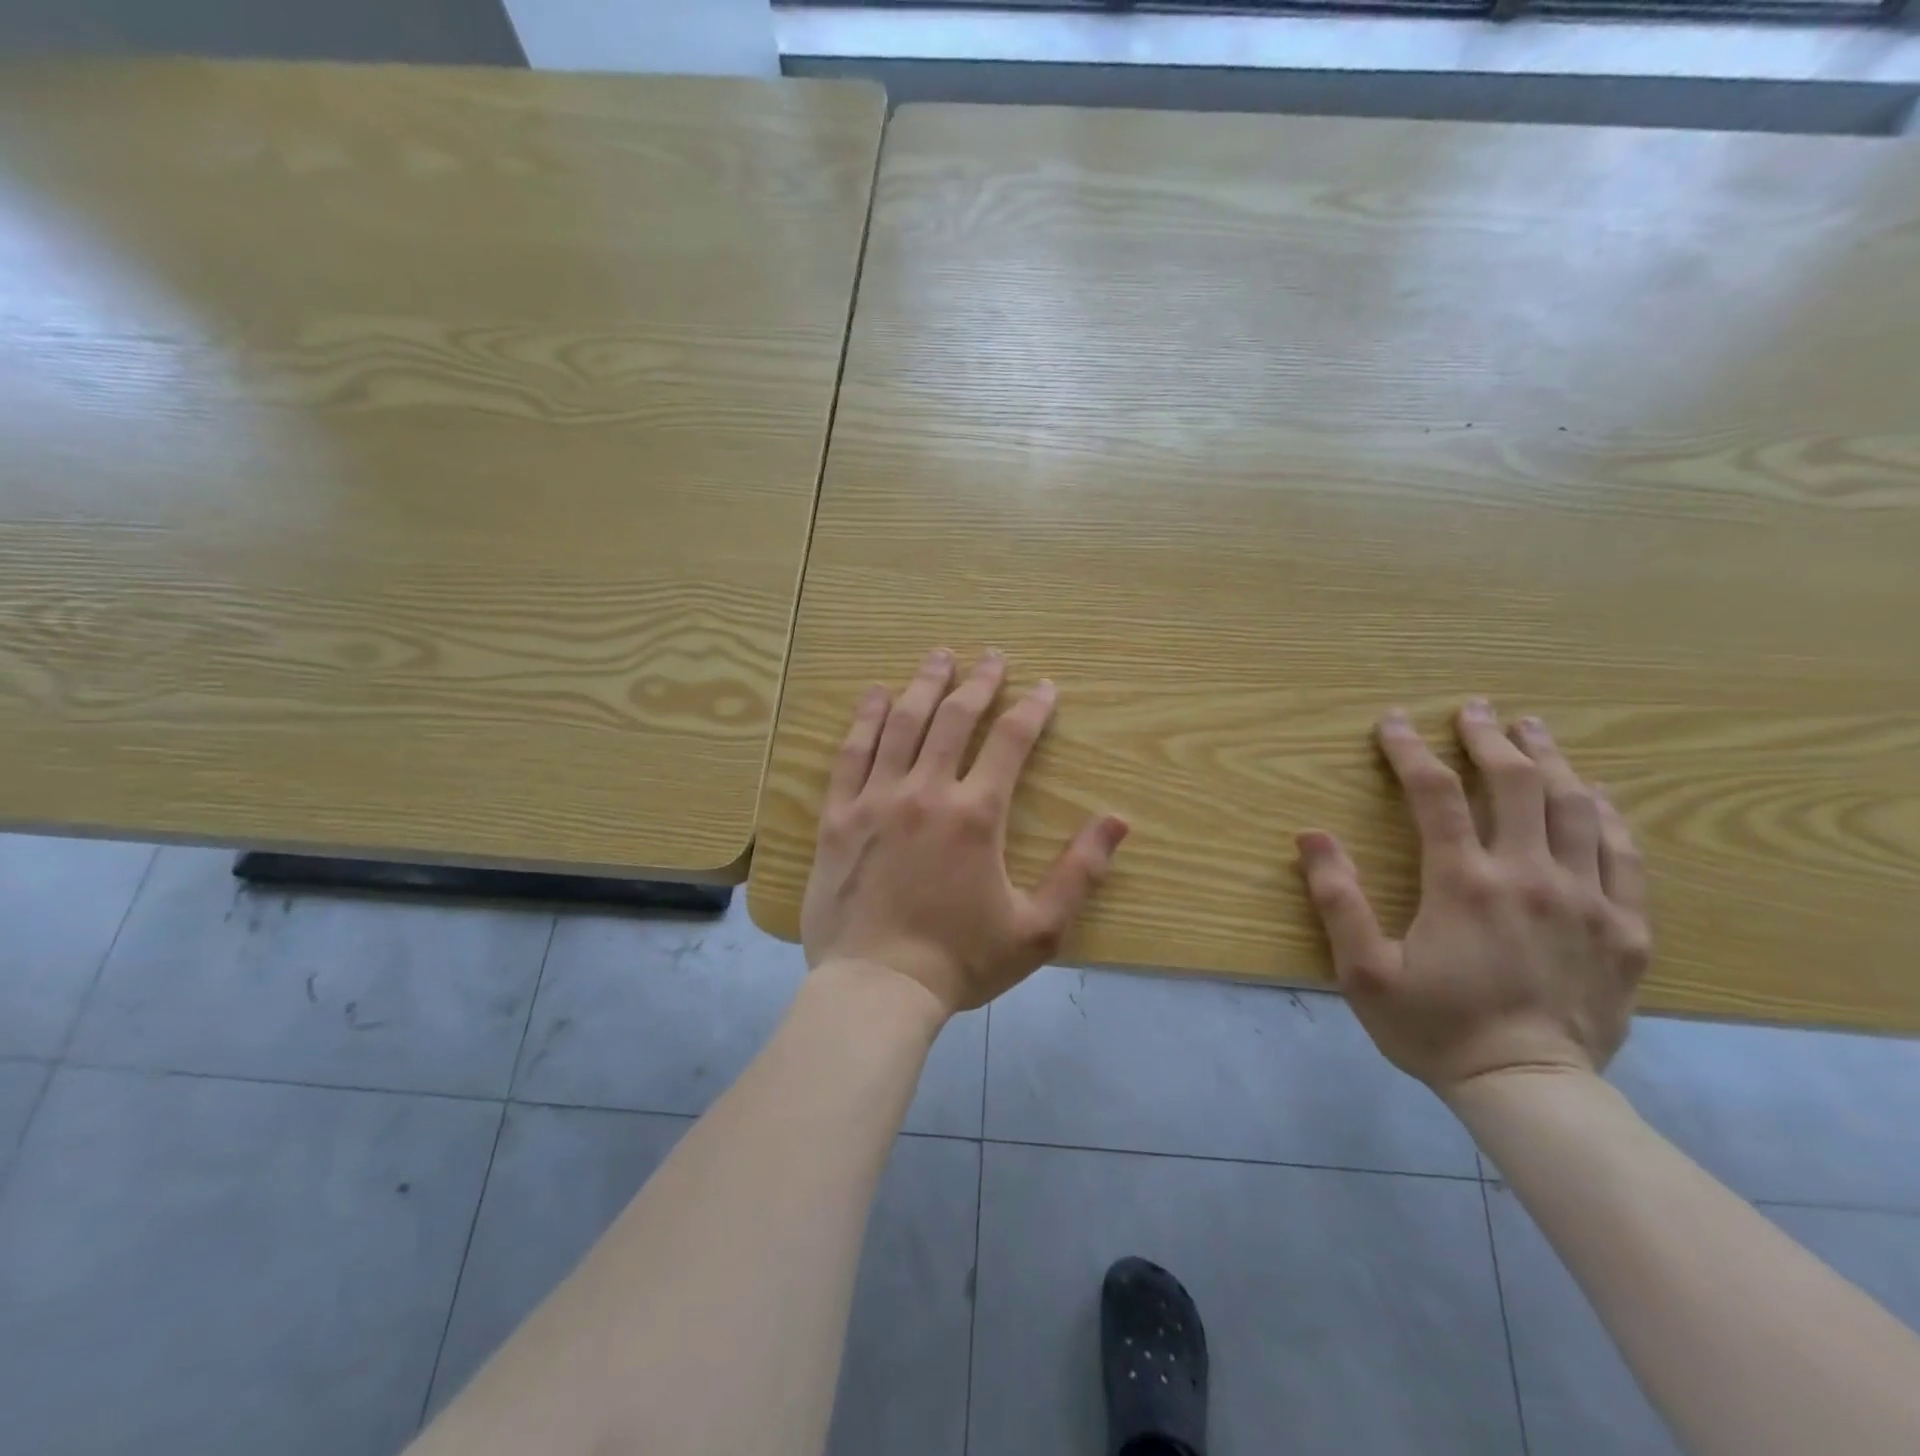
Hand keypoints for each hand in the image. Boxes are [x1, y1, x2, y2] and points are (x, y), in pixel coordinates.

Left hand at [801, 648, 1129, 1016]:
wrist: (877, 989)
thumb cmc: (960, 962)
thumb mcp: (1038, 929)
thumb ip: (1080, 872)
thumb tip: (1119, 820)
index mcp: (976, 815)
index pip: (1011, 741)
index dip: (1032, 708)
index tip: (1044, 686)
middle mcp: (926, 792)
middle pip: (954, 719)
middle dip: (978, 682)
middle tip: (991, 656)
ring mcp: (876, 800)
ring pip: (901, 724)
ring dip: (924, 685)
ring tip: (939, 656)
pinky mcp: (838, 817)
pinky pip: (851, 754)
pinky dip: (864, 719)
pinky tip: (875, 695)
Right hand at [1297, 700, 1650, 1095]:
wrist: (1531, 1089)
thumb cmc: (1434, 1027)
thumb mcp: (1363, 971)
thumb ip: (1336, 899)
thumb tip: (1311, 835)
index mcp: (1463, 882)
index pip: (1433, 793)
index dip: (1409, 749)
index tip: (1393, 721)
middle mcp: (1529, 876)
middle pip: (1516, 784)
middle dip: (1490, 738)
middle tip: (1474, 710)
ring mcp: (1588, 899)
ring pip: (1576, 807)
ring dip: (1551, 761)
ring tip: (1533, 730)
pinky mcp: (1626, 928)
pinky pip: (1624, 854)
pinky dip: (1607, 813)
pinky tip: (1595, 794)